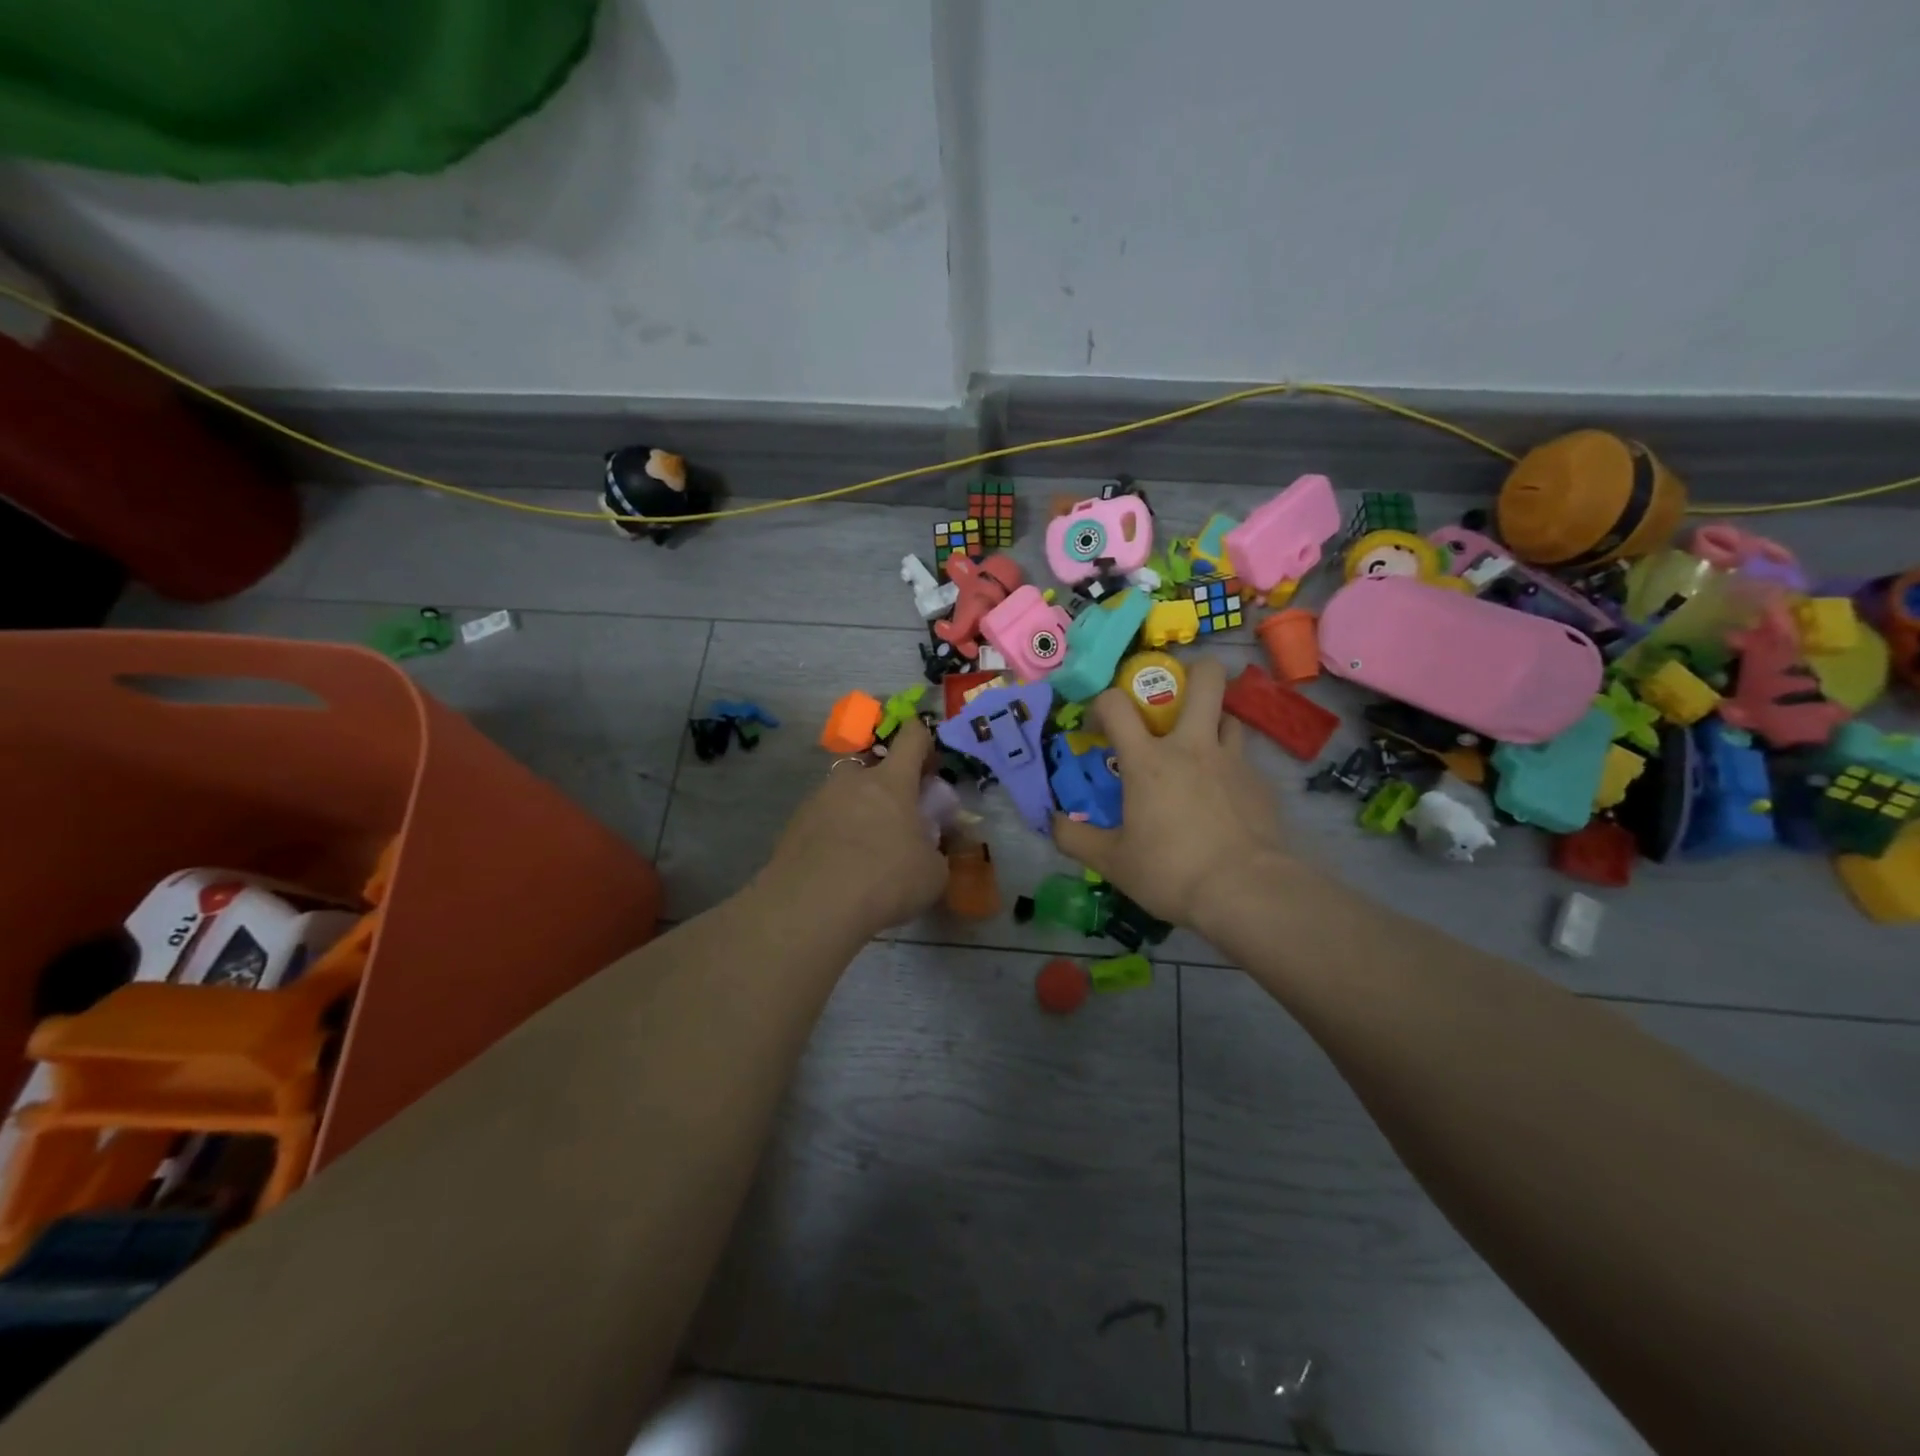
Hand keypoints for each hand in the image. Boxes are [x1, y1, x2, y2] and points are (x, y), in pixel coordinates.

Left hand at [759, 715, 948, 936]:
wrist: (812, 908)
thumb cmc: (885, 881)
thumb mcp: (933, 874)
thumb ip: (935, 852)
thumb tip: (929, 850)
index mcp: (891, 781)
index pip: (911, 737)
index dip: (924, 743)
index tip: (930, 767)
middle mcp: (852, 780)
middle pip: (871, 765)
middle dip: (885, 785)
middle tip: (895, 820)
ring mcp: (818, 800)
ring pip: (843, 794)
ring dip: (856, 811)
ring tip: (863, 851)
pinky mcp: (793, 826)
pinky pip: (821, 820)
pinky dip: (832, 835)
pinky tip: (837, 867)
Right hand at [1052, 657, 1291, 929]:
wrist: (1245, 892)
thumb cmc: (1170, 871)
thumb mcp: (1112, 862)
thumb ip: (1075, 838)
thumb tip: (1051, 821)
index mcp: (1148, 760)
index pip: (1116, 704)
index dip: (1102, 704)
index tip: (1099, 727)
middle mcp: (1193, 747)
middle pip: (1205, 680)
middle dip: (1194, 671)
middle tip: (1177, 695)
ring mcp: (1233, 761)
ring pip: (1229, 717)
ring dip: (1213, 724)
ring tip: (1200, 751)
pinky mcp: (1261, 784)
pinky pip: (1244, 760)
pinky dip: (1230, 768)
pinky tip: (1224, 798)